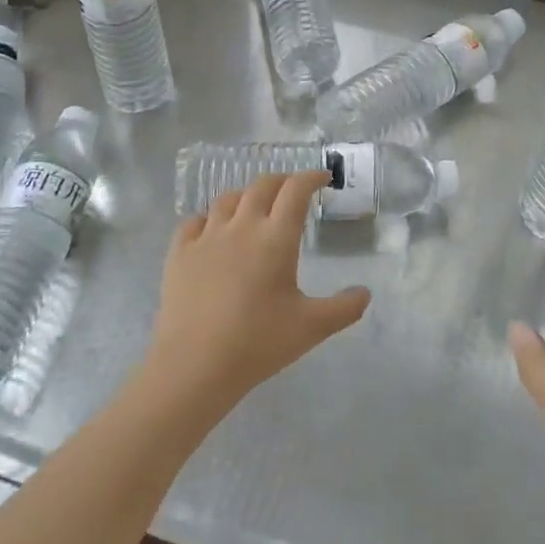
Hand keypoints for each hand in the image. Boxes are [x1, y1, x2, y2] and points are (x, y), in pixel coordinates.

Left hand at [144, 172, 369, 419]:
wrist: (194, 365)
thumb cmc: (258, 342)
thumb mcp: (311, 328)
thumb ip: (344, 308)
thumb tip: (365, 293)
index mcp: (276, 237)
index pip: (296, 190)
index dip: (311, 178)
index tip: (322, 180)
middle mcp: (241, 226)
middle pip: (262, 185)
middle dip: (282, 181)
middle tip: (293, 191)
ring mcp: (206, 237)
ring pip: (227, 199)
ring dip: (246, 196)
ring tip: (254, 208)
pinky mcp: (179, 252)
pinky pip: (194, 221)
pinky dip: (209, 218)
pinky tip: (212, 231)